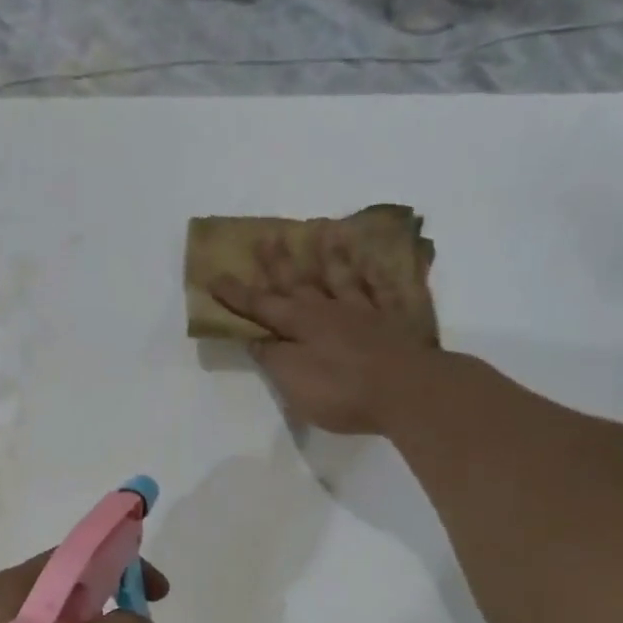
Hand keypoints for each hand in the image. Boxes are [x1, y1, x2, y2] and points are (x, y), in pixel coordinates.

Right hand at [209, 229, 440, 435]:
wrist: (407, 392)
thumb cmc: (342, 391)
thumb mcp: (293, 382)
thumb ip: (273, 358)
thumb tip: (256, 338)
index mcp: (300, 326)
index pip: (261, 306)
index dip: (237, 294)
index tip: (215, 276)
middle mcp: (329, 310)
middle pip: (299, 282)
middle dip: (279, 262)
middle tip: (266, 237)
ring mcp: (365, 312)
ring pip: (342, 277)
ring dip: (330, 255)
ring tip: (323, 230)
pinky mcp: (395, 321)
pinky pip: (384, 289)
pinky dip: (377, 274)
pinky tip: (376, 261)